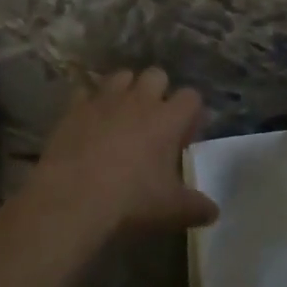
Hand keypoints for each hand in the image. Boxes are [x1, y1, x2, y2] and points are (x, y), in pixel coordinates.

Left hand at [24, 68, 219, 239]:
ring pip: (122, 76)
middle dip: (159, 92)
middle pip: (157, 75)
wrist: (73, 196)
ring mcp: (105, 99)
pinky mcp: (75, 107)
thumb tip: (213, 211)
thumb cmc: (131, 200)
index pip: (191, 97)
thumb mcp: (171, 210)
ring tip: (121, 117)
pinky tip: (88, 122)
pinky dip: (90, 103)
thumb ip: (196, 207)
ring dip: (126, 90)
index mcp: (168, 118)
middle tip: (154, 122)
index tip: (185, 135)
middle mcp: (139, 99)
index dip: (190, 113)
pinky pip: (86, 92)